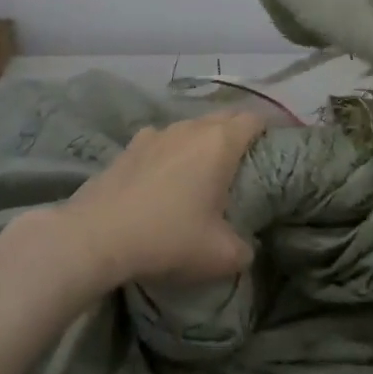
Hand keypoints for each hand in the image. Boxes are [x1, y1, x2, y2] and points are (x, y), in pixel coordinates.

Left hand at [54, 111, 264, 290]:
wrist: (97, 236)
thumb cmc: (168, 237)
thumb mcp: (221, 256)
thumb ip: (244, 248)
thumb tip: (246, 246)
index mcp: (220, 142)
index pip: (254, 119)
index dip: (268, 130)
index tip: (274, 149)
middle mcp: (191, 127)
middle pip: (224, 117)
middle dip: (237, 134)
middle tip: (244, 164)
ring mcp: (157, 133)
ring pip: (191, 127)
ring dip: (202, 142)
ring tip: (203, 171)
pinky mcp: (130, 146)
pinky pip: (162, 141)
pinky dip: (171, 152)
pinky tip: (164, 178)